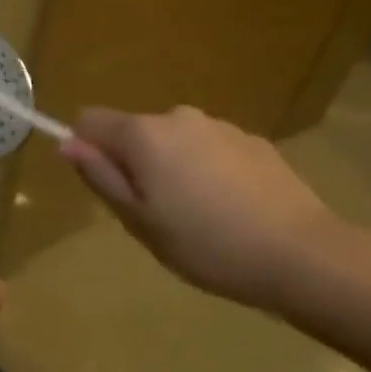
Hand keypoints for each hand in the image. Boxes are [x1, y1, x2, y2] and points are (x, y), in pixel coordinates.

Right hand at [61, 105, 350, 308]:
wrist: (302, 255)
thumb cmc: (206, 244)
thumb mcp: (139, 220)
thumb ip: (100, 176)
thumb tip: (67, 143)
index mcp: (143, 134)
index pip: (89, 120)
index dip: (87, 149)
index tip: (109, 187)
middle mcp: (178, 117)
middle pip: (135, 132)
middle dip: (135, 164)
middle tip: (157, 215)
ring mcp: (220, 126)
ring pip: (175, 141)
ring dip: (174, 167)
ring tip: (200, 217)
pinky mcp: (253, 141)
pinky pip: (210, 150)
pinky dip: (209, 171)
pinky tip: (232, 210)